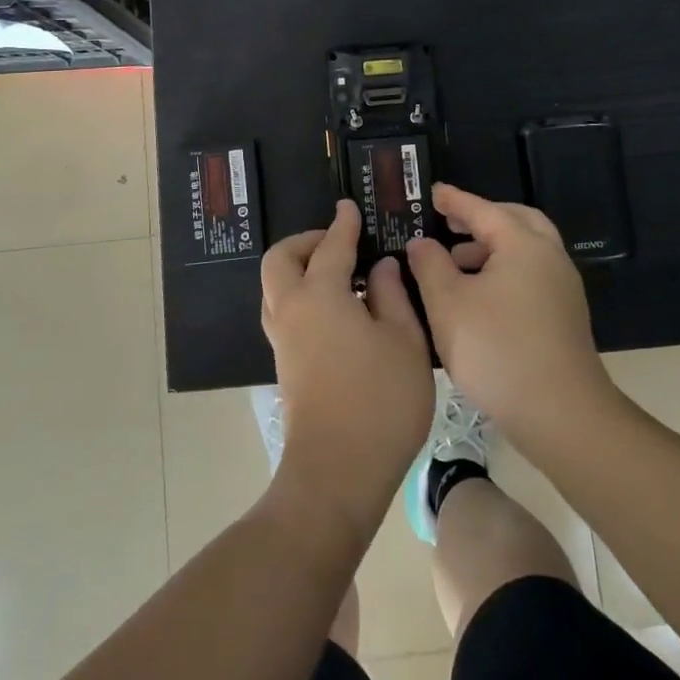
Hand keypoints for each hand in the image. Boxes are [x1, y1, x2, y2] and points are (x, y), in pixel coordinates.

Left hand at [260, 200, 435, 536]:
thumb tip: (379, 267)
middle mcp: (291, 310)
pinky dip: (300, 295)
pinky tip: (335, 310)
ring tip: (338, 275)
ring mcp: (283, 339)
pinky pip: (282, 311)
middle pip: (280, 259)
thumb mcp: (404, 342)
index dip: (343, 224)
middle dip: (304, 242)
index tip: (349, 207)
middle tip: (336, 243)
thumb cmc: (380, 401)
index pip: (331, 246)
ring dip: (298, 269)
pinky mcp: (284, 365)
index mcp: (320, 295)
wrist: (337, 472)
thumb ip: (392, 296)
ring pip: (275, 287)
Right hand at [406, 183, 617, 452]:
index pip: (483, 209)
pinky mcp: (564, 316)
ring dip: (492, 246)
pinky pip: (530, 273)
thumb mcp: (447, 303)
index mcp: (523, 244)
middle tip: (451, 223)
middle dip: (482, 218)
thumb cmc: (496, 349)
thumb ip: (429, 265)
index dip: (454, 200)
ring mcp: (562, 288)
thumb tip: (422, 243)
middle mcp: (549, 257)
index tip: (432, 192)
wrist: (560, 414)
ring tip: (455, 261)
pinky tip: (477, 296)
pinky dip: (504, 269)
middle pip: (516, 220)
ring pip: (526, 250)